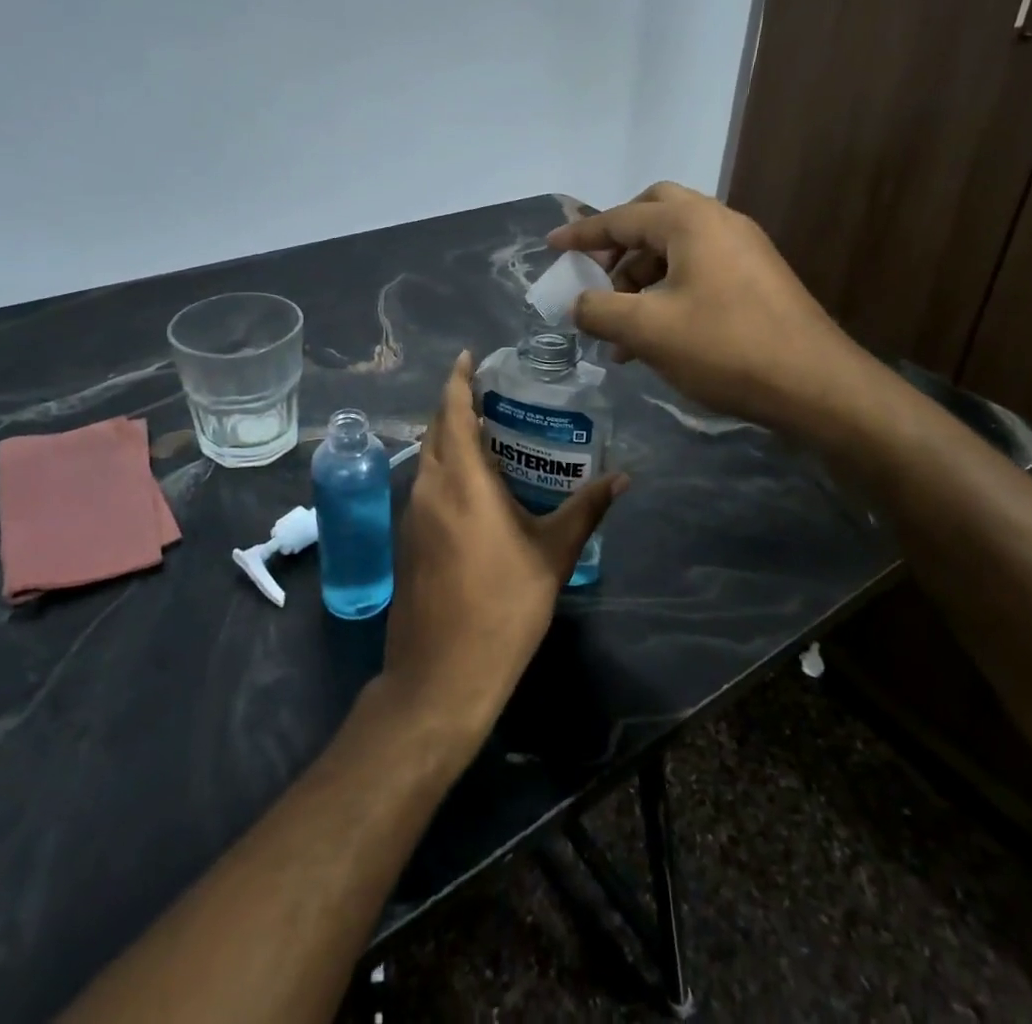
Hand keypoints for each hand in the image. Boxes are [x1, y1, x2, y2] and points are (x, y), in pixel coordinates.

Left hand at [381, 352, 624, 751]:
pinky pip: (424, 484)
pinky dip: (444, 467)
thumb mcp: (552, 555)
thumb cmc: (502, 608)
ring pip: (427, 457)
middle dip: (456, 405)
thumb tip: (623, 477)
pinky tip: (474, 484)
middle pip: (436, 429)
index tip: (469, 356)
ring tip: (489, 433)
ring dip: (449, 437)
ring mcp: (411, 513)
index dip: (458, 379)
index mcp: (460, 481)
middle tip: (492, 394)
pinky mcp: (407, 538)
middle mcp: (427, 487)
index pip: (452, 411)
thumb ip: (585, 510)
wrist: (441, 674)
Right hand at [548, 181, 866, 430]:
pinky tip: (655, 338)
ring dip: (640, 279)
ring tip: (620, 330)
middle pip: (652, 215)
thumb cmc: (724, 347)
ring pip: (675, 248)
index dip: (580, 235)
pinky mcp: (755, 278)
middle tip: (598, 278)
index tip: (550, 247)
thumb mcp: (647, 330)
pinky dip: (667, 292)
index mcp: (689, 222)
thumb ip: (599, 310)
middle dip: (618, 246)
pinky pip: (697, 270)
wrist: (814, 384)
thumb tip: (579, 304)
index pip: (620, 218)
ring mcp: (742, 248)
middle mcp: (718, 222)